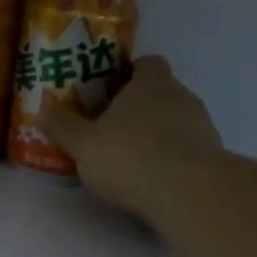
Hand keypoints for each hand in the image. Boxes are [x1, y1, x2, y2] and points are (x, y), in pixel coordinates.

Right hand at [42, 55, 223, 218]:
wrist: (188, 193)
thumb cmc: (130, 157)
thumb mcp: (83, 145)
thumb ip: (63, 126)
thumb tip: (43, 107)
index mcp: (150, 83)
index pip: (147, 63)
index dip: (130, 74)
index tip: (111, 92)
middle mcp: (181, 95)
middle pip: (162, 93)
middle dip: (141, 108)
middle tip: (113, 130)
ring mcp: (202, 125)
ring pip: (177, 121)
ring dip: (159, 135)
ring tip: (134, 161)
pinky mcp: (213, 155)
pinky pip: (189, 149)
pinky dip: (174, 159)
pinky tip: (156, 180)